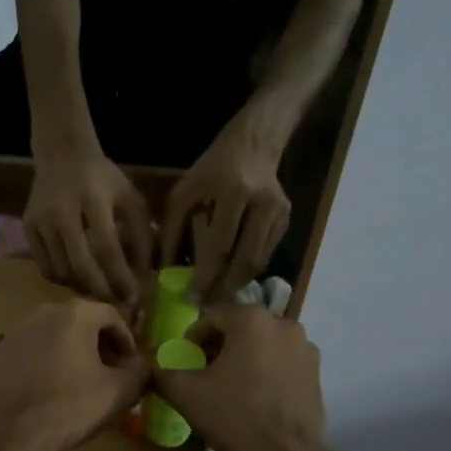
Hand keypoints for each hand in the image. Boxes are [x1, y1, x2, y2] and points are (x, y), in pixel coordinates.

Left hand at [0, 299, 150, 450]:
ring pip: (55, 336)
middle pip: (82, 323)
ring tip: (82, 382)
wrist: (14, 433)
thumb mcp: (121, 391)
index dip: (127, 341)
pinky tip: (52, 389)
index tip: (132, 366)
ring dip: (73, 353)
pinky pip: (33, 351)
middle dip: (100, 346)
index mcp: (76, 314)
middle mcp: (44, 312)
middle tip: (111, 373)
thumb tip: (143, 366)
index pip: (112, 317)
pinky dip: (47, 362)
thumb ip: (141, 371)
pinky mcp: (0, 353)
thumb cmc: (73, 406)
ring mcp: (18, 331)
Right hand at [24, 147, 153, 310]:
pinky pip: (45, 267)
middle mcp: (62, 211)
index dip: (121, 277)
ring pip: (61, 271)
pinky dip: (63, 279)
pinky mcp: (27, 228)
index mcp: (93, 199)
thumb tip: (145, 278)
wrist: (62, 154)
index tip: (135, 297)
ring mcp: (40, 220)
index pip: (107, 248)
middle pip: (80, 265)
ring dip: (83, 287)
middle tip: (116, 304)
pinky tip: (78, 275)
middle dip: (101, 291)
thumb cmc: (103, 179)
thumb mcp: (130, 198)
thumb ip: (141, 235)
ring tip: (99, 290)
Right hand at [150, 305, 325, 450]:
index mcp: (251, 318)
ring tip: (232, 388)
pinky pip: (282, 363)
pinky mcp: (317, 372)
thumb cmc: (233, 415)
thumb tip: (150, 364)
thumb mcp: (185, 392)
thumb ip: (162, 371)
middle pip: (240, 329)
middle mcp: (283, 323)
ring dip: (245, 359)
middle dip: (220, 348)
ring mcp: (305, 347)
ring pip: (263, 345)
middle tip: (205, 375)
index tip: (185, 363)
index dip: (193, 340)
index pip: (211, 318)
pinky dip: (267, 372)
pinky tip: (257, 399)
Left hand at [158, 119, 291, 304]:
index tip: (191, 297)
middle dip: (224, 289)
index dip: (206, 276)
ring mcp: (279, 212)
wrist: (255, 143)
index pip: (220, 245)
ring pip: (258, 262)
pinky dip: (248, 270)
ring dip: (236, 284)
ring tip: (217, 299)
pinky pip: (266, 254)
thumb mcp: (184, 191)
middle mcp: (261, 203)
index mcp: (233, 191)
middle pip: (245, 260)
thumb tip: (164, 270)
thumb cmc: (212, 168)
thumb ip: (171, 229)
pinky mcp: (287, 219)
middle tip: (206, 307)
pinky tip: (232, 278)